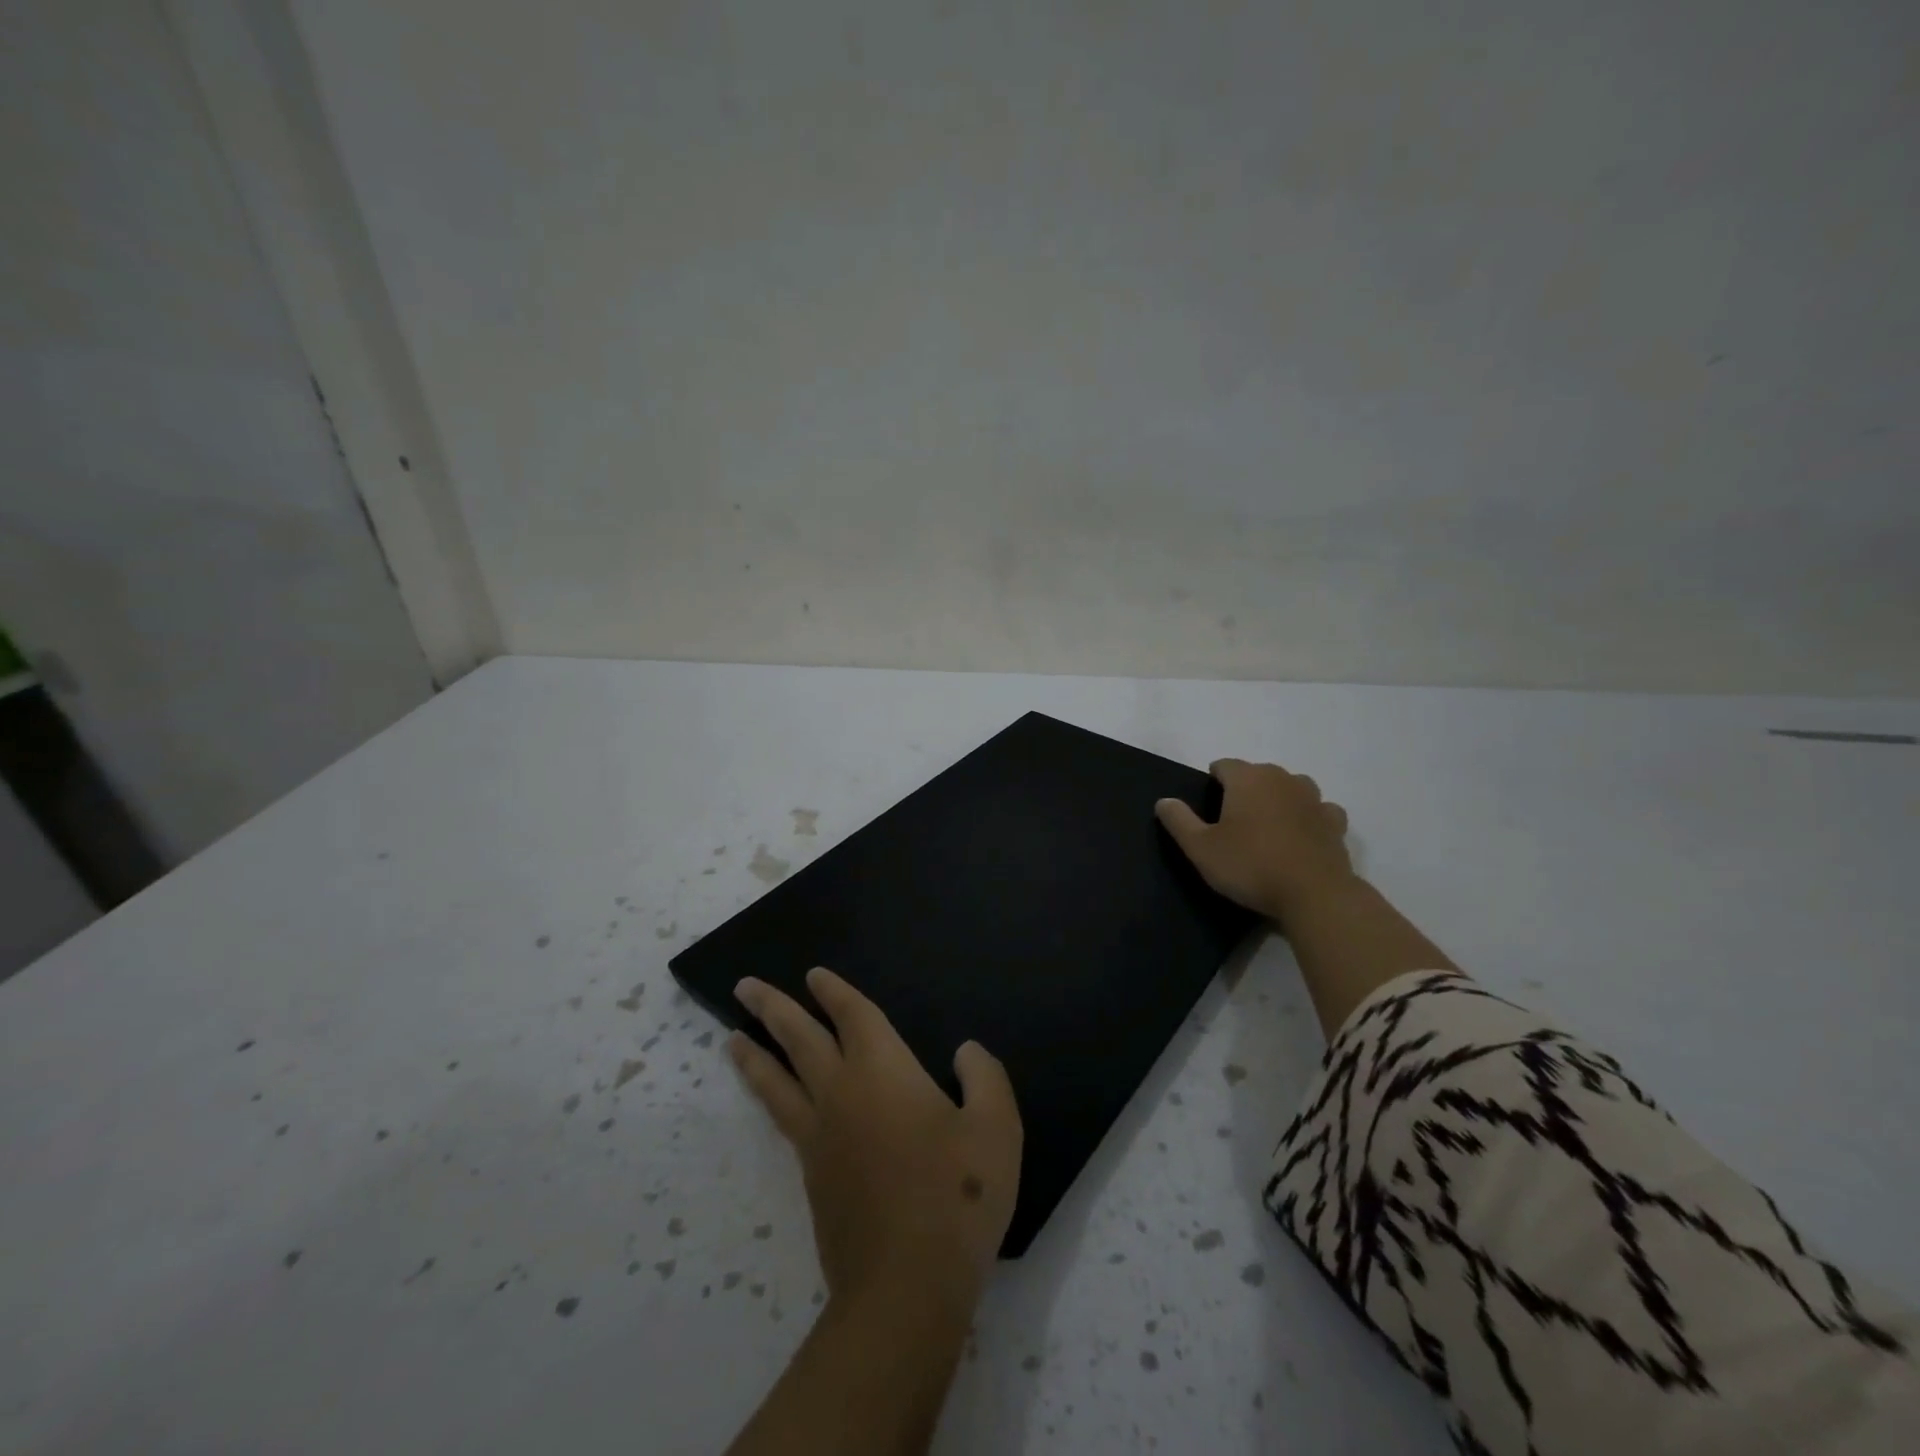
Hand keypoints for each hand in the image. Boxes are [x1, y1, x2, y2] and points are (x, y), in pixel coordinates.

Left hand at [729, 967, 1021, 1314]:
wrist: (906, 1286)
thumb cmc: (957, 1196)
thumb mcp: (995, 1128)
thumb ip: (984, 1077)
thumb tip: (964, 1051)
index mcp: (882, 1071)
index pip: (852, 1016)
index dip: (834, 992)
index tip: (813, 974)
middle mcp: (841, 1093)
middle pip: (798, 1039)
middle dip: (773, 1008)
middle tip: (744, 987)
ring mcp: (820, 1138)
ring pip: (776, 1082)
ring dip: (754, 1055)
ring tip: (731, 1039)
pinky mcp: (812, 1178)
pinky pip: (783, 1121)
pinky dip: (768, 1098)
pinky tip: (774, 1103)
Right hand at [1155, 758, 1354, 921]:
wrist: (1314, 895)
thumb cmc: (1250, 866)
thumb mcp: (1201, 848)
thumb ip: (1179, 821)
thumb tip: (1164, 801)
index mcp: (1248, 778)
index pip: (1223, 765)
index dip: (1212, 782)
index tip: (1207, 807)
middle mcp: (1282, 778)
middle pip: (1257, 774)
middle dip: (1244, 790)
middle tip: (1232, 823)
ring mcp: (1313, 798)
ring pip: (1290, 787)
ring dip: (1278, 799)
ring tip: (1267, 828)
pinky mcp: (1335, 822)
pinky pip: (1319, 810)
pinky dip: (1308, 817)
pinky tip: (1301, 836)